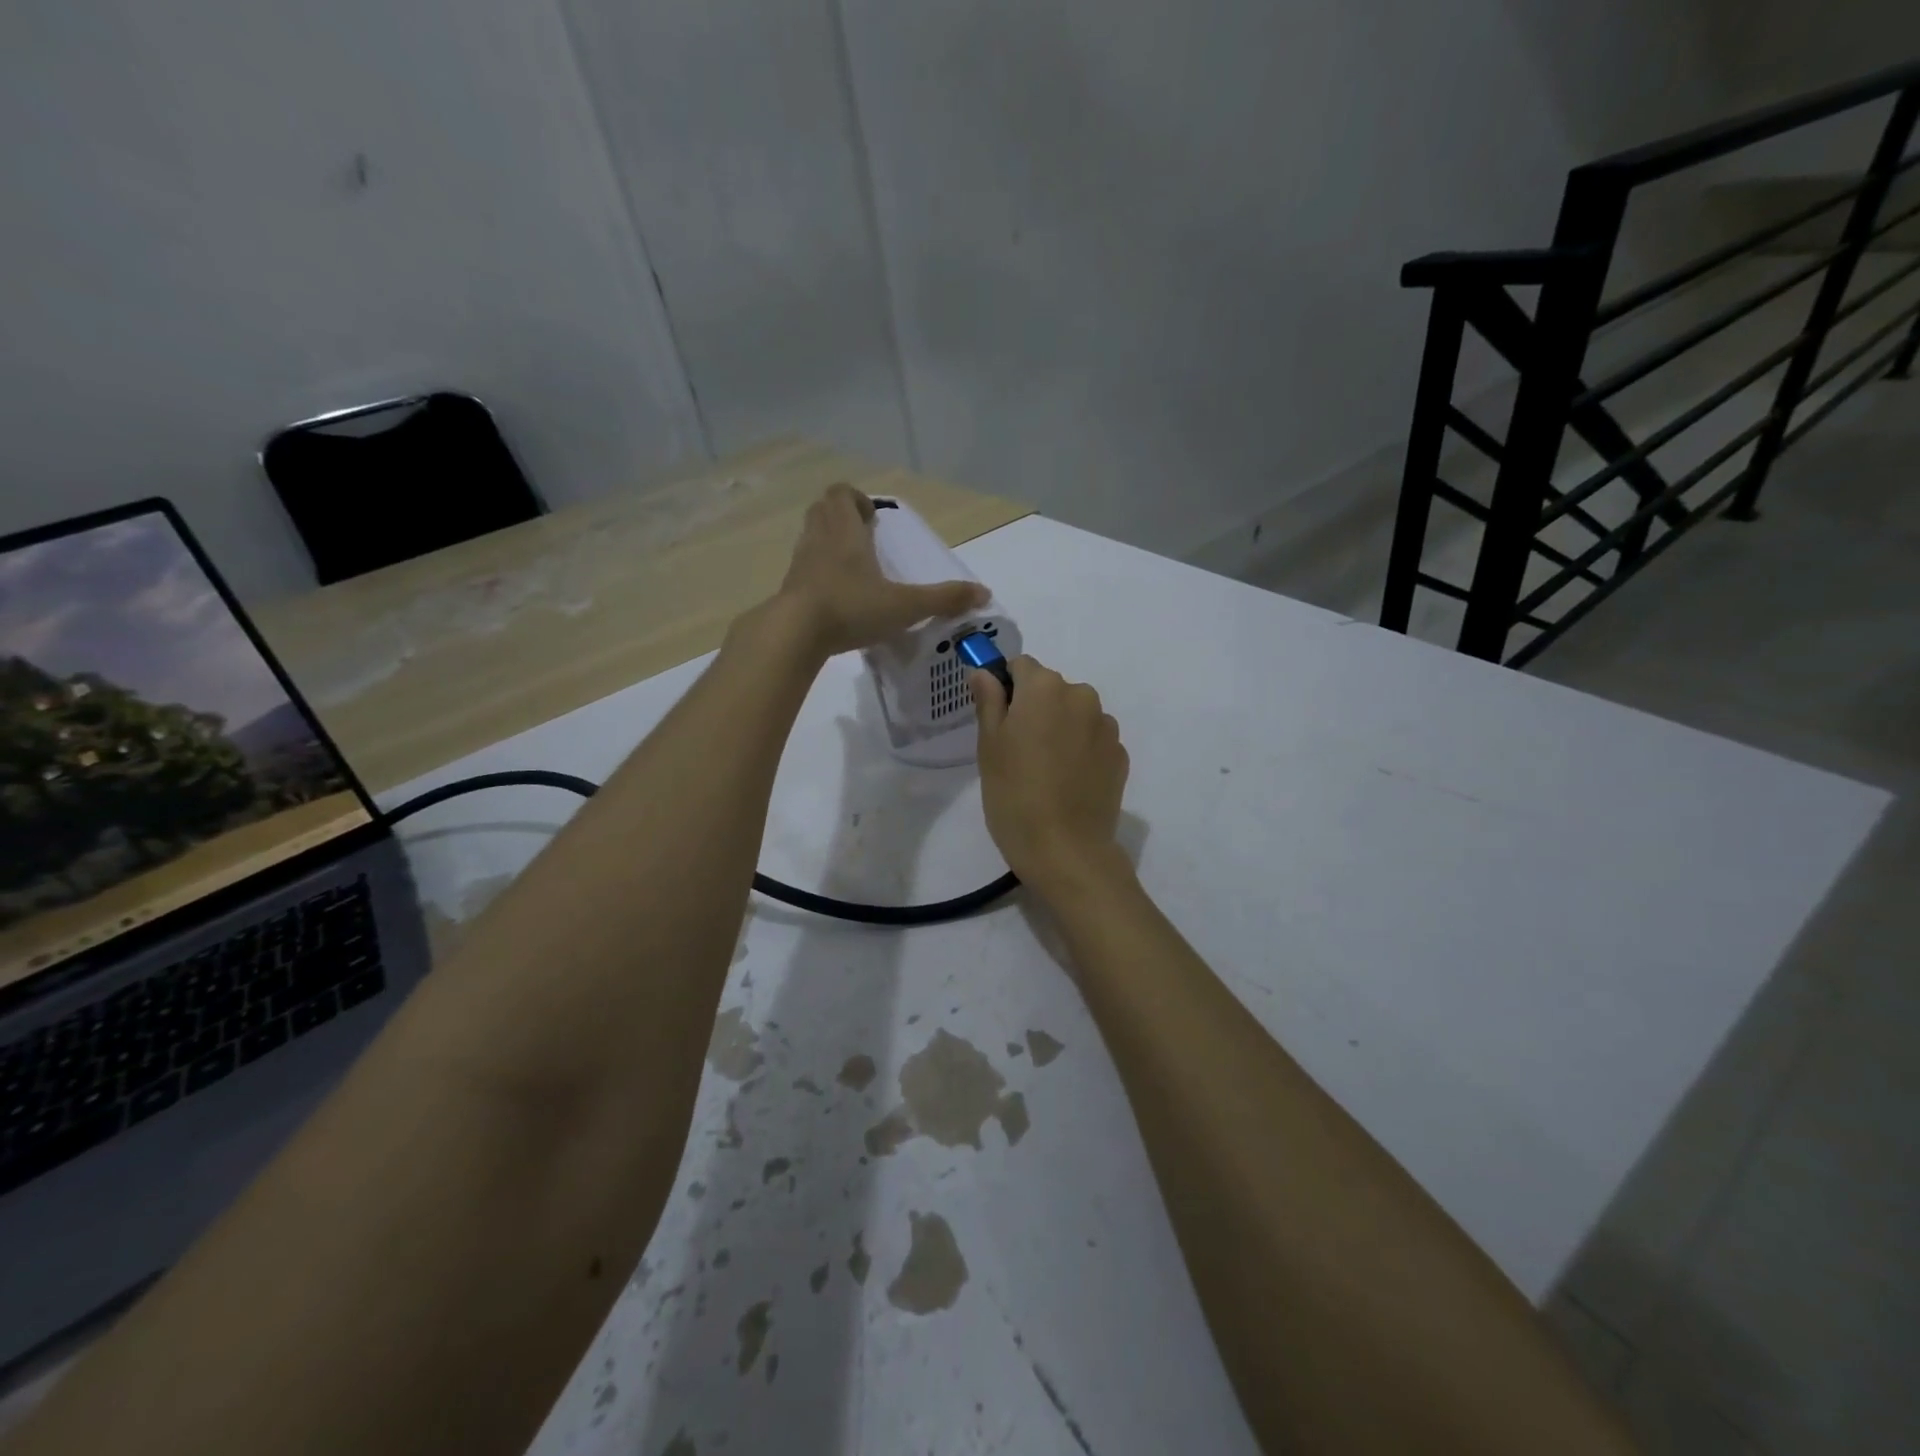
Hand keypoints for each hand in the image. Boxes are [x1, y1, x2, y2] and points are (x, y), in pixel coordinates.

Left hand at [775, 484, 986, 657]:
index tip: (873, 517)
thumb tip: (984, 593)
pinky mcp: (789, 588)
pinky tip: (837, 597)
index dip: (855, 499)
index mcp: (844, 531)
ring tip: (854, 569)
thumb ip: (943, 599)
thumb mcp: (905, 605)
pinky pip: (804, 568)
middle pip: (822, 510)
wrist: (795, 634)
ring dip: (829, 544)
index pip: (840, 493)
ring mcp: (799, 563)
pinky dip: (818, 573)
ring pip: (811, 538)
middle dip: (842, 518)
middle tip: (865, 539)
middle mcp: (818, 539)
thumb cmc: (851, 607)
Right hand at [971, 656, 1130, 896]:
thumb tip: (984, 672)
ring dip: (1060, 728)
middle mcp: (1082, 696)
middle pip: (1051, 689)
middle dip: (1034, 708)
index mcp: (1045, 688)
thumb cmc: (1014, 794)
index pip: (1021, 666)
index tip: (997, 720)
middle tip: (1017, 750)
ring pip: (1074, 714)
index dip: (1006, 688)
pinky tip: (1068, 782)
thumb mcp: (989, 746)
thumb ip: (989, 701)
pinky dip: (1080, 750)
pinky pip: (1093, 739)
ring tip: (1046, 770)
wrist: (1066, 850)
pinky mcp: (1120, 755)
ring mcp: (1106, 726)